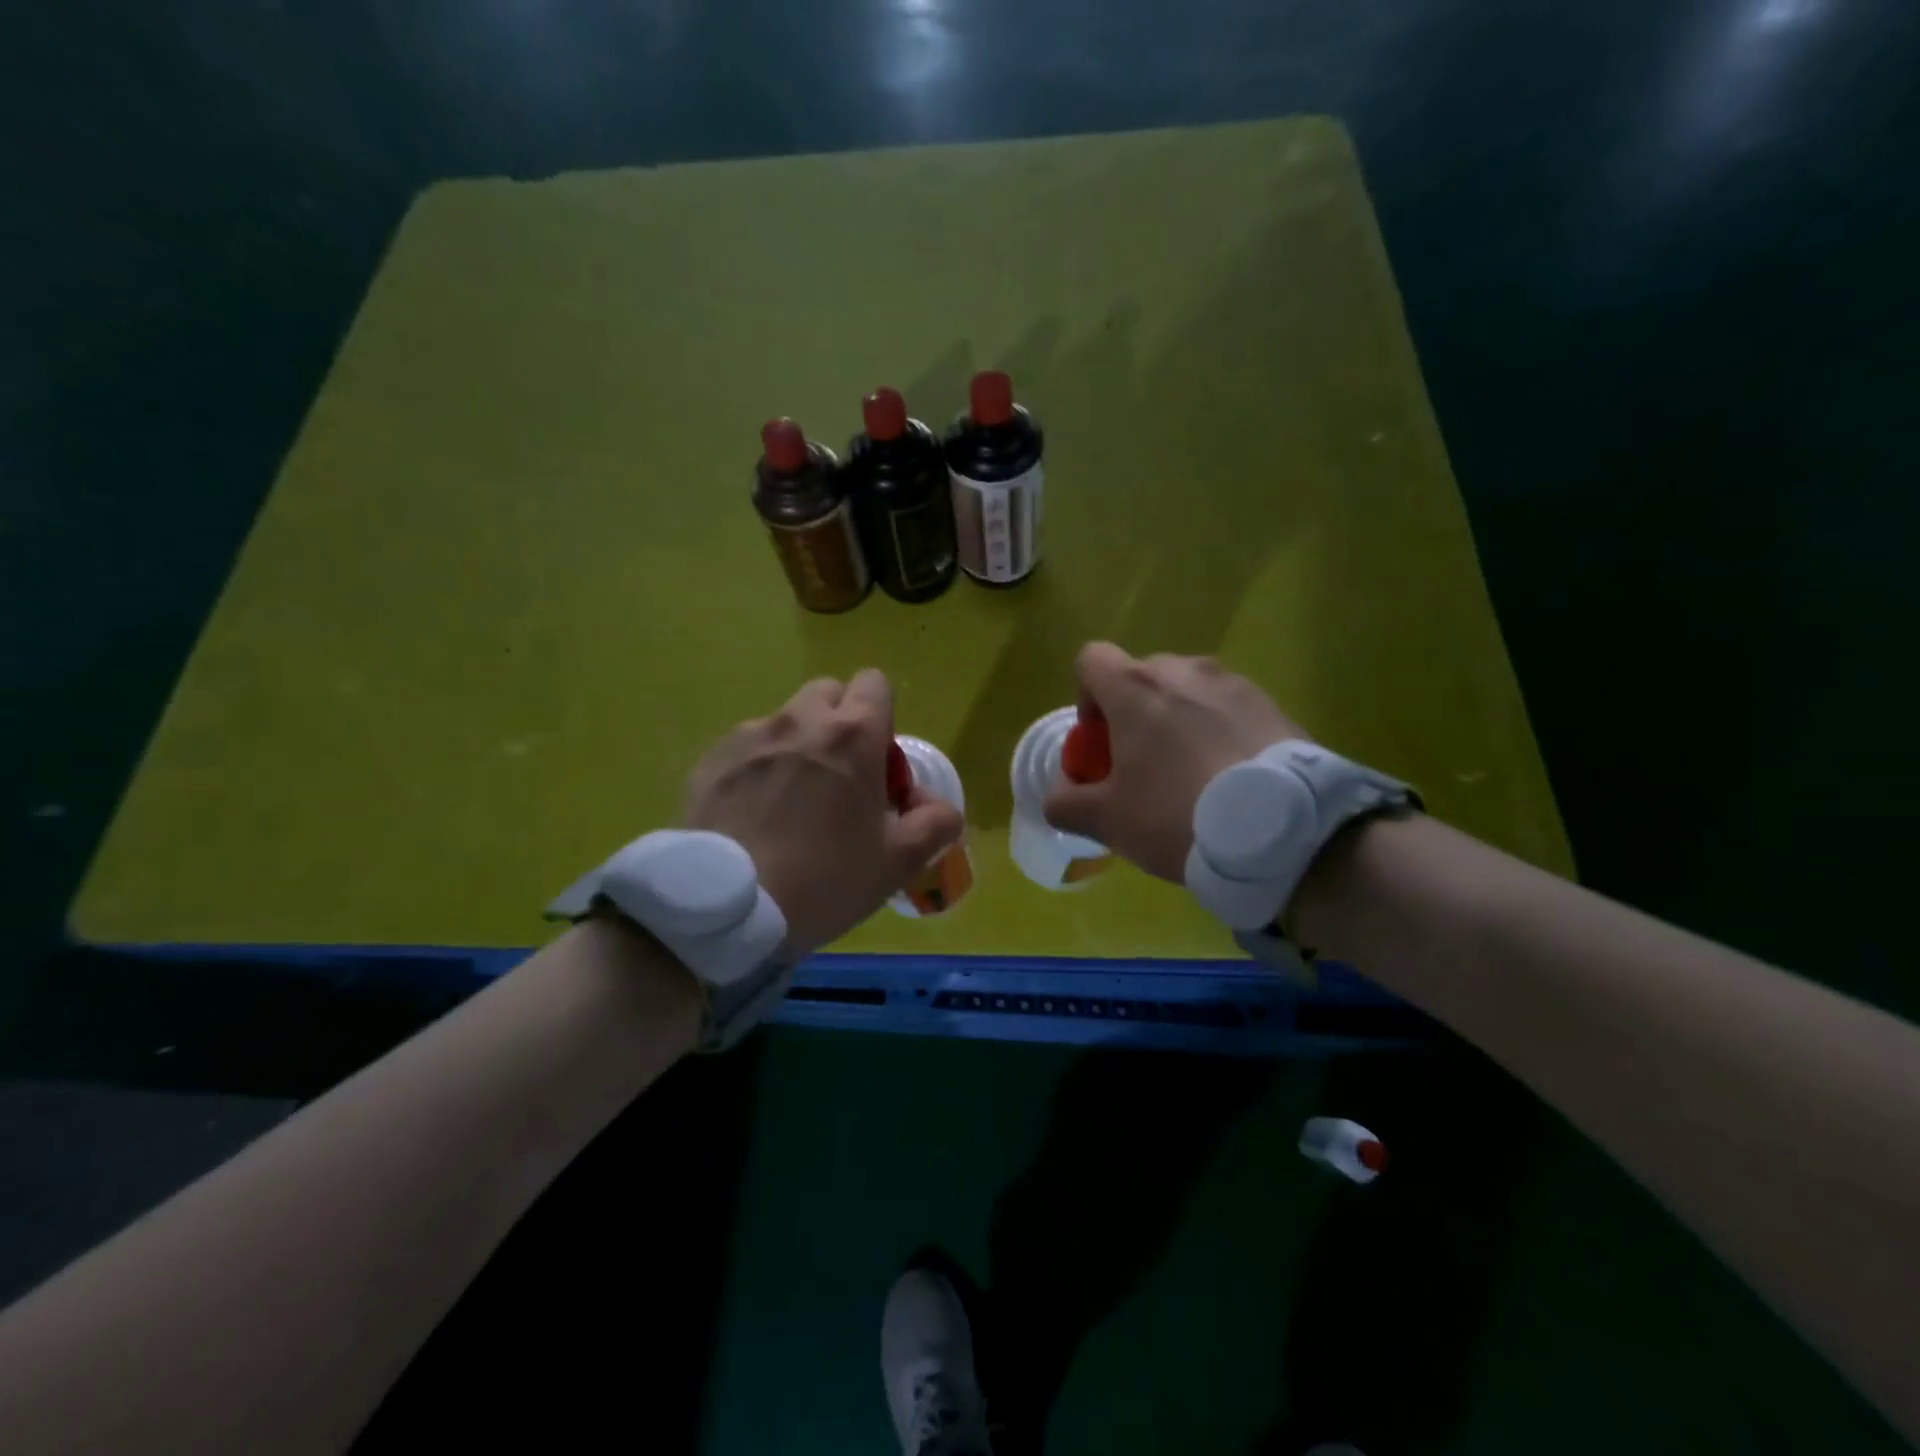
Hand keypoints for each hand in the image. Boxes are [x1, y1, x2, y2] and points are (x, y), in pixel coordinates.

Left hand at [684, 670, 963, 956]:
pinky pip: (746, 747)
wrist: (730, 908)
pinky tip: (751, 814)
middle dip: (839, 722)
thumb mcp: (897, 862)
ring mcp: (750, 735)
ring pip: (785, 720)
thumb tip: (939, 807)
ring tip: (788, 802)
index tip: (877, 764)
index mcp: (853, 735)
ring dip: (797, 745)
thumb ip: (934, 824)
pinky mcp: (711, 758)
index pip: (875, 684)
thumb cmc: (825, 880)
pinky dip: (757, 767)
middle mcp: (800, 719)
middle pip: (828, 693)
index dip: (882, 718)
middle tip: (838, 777)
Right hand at [1044, 643, 1305, 881]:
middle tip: (1145, 766)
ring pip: (1187, 691)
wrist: (1281, 831)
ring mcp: (1232, 683)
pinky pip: (1227, 708)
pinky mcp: (1271, 703)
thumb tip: (1057, 796)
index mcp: (1135, 688)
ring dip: (1178, 720)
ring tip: (1194, 774)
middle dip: (1134, 713)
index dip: (1086, 696)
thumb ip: (1066, 803)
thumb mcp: (1107, 821)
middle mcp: (1182, 670)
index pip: (1091, 659)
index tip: (1101, 741)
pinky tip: (1231, 778)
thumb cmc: (1177, 815)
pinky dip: (1218, 730)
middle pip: (1142, 676)